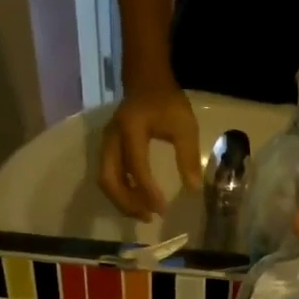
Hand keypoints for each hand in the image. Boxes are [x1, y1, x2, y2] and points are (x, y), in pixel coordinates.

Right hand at [98, 81, 202, 217]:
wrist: (146, 80)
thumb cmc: (167, 102)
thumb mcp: (184, 126)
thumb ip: (188, 157)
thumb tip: (193, 189)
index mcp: (131, 129)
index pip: (136, 166)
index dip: (147, 190)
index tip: (161, 209)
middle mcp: (112, 138)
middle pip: (109, 178)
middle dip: (127, 202)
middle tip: (148, 217)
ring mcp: (105, 144)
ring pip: (105, 180)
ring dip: (121, 201)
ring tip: (143, 214)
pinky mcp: (107, 149)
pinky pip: (107, 176)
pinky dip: (120, 192)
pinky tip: (136, 201)